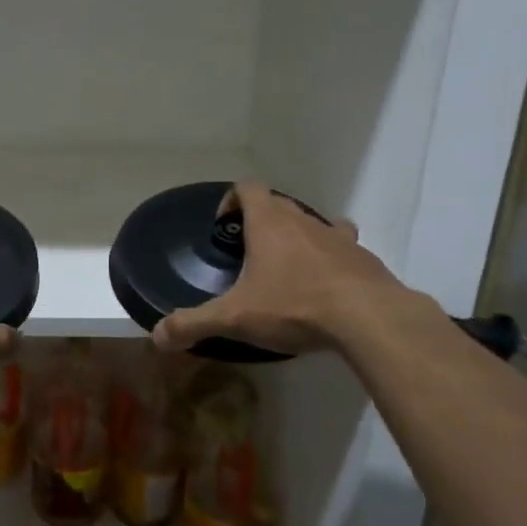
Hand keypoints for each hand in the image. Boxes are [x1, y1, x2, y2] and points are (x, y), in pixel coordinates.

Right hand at [152, 182, 423, 357]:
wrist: (370, 318)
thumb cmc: (295, 306)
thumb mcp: (235, 318)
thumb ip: (193, 324)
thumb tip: (156, 336)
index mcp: (269, 224)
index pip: (248, 188)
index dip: (231, 201)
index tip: (224, 227)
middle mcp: (303, 221)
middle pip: (279, 205)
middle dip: (261, 222)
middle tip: (249, 254)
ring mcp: (338, 238)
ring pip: (314, 224)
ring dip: (299, 239)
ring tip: (289, 271)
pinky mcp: (364, 259)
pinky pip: (342, 250)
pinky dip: (330, 262)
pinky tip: (325, 291)